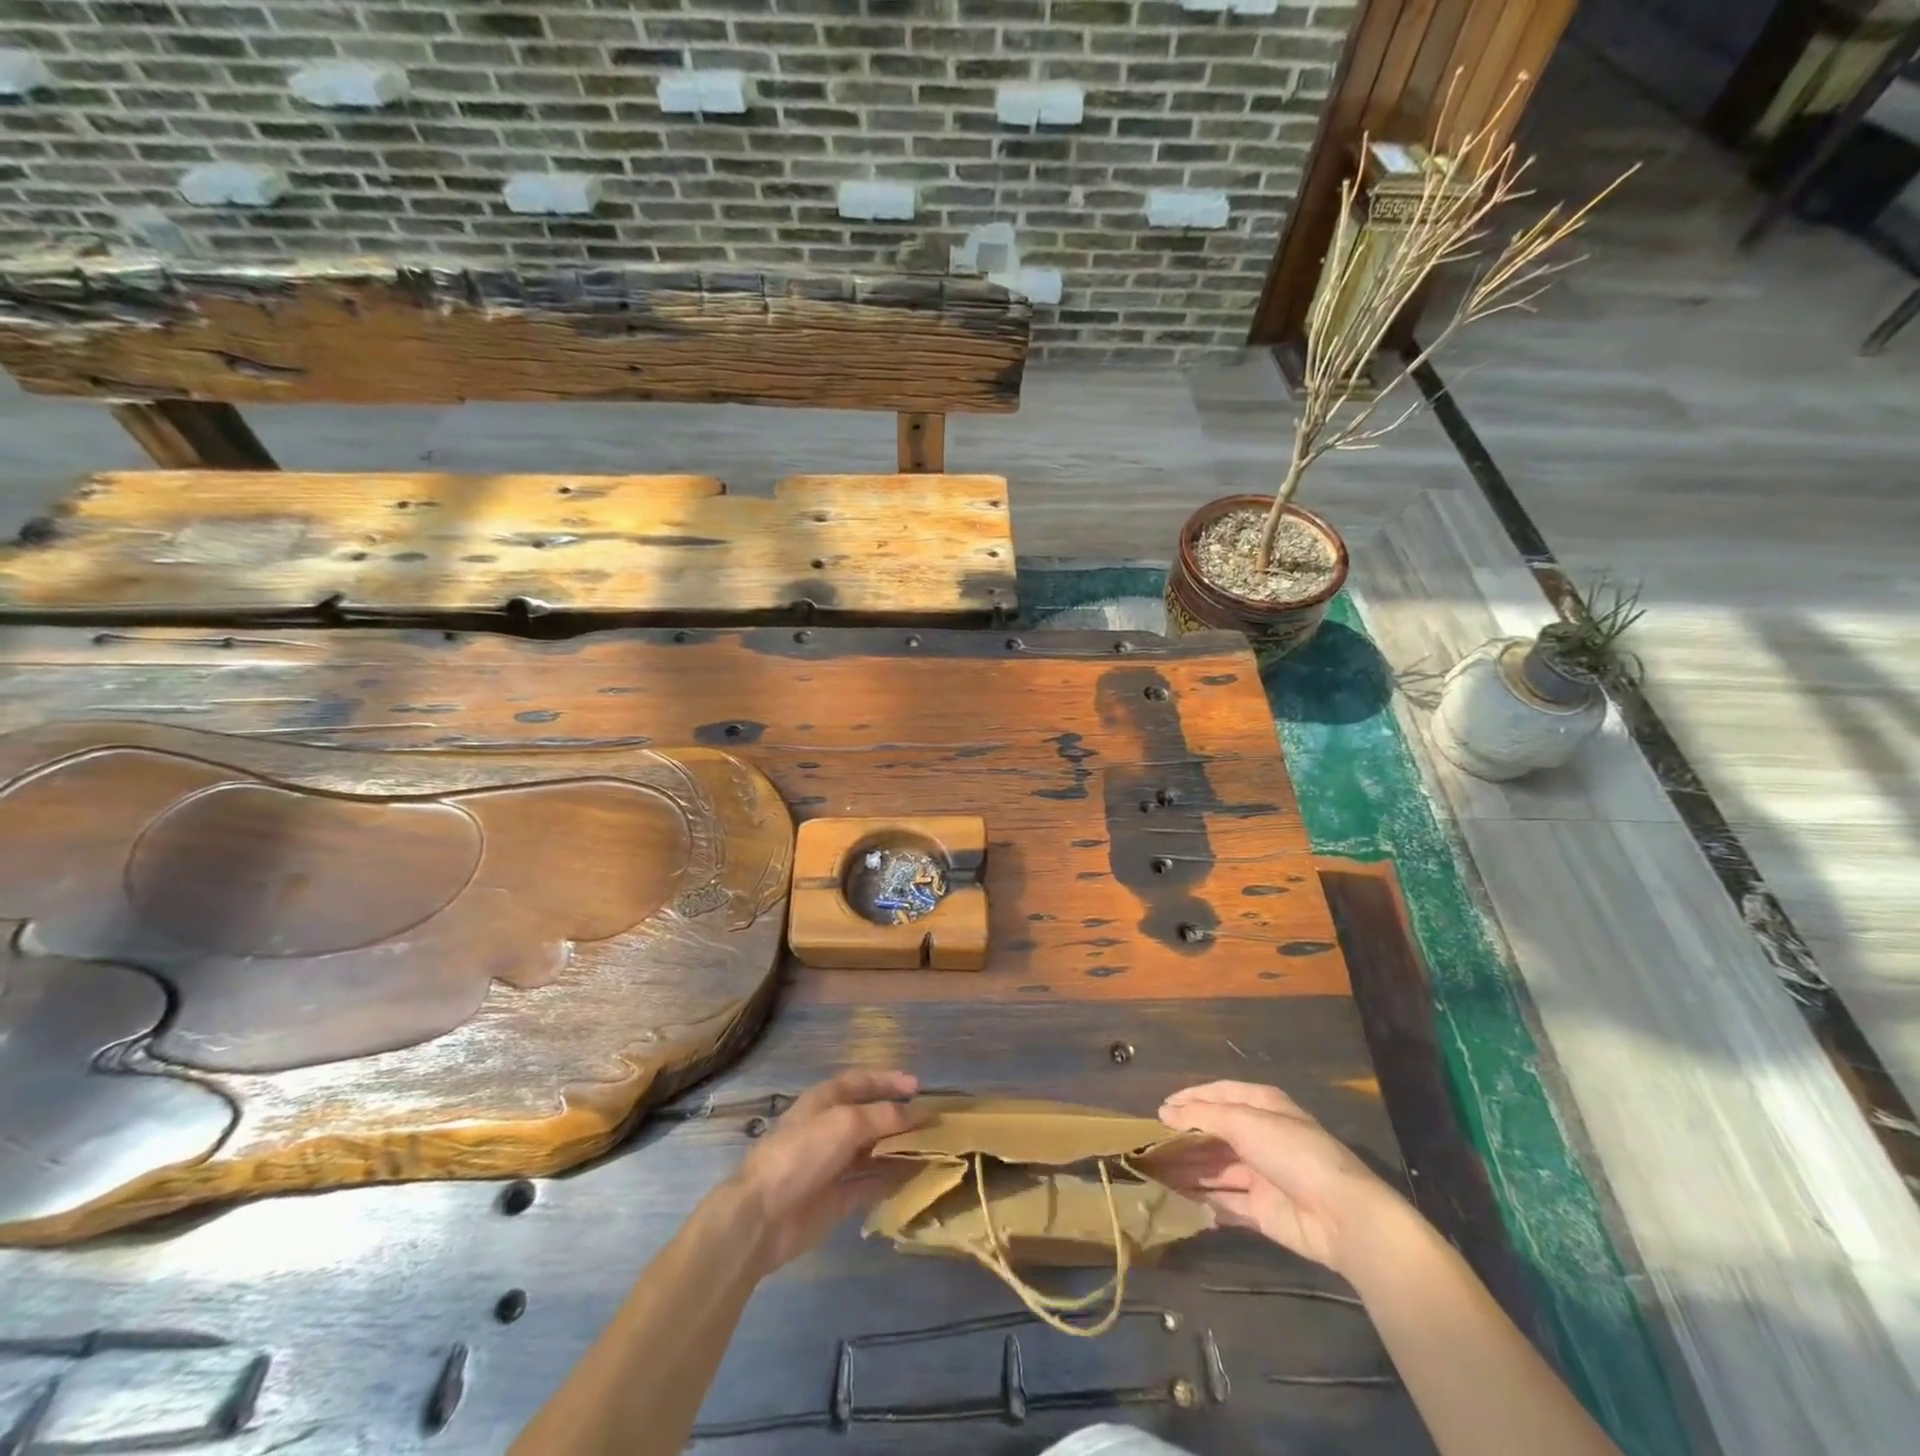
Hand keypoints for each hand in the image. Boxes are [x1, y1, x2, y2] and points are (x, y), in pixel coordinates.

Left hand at [722, 1069, 922, 1277]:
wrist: (763, 1215)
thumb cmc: (802, 1154)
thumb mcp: (846, 1123)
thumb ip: (884, 1116)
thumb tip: (918, 1113)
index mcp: (826, 1100)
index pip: (862, 1082)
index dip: (889, 1081)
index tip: (919, 1086)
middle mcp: (831, 1128)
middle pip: (871, 1117)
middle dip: (900, 1118)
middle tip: (933, 1123)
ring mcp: (834, 1164)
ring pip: (874, 1151)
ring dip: (900, 1149)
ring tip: (932, 1150)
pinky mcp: (837, 1198)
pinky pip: (871, 1183)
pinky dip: (892, 1180)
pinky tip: (915, 1179)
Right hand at [1155, 1081, 1402, 1273]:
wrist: (1342, 1216)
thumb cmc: (1292, 1153)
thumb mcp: (1244, 1123)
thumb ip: (1201, 1116)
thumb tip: (1164, 1111)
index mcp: (1262, 1107)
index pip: (1219, 1095)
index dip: (1190, 1099)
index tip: (1160, 1109)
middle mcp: (1261, 1137)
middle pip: (1215, 1135)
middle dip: (1184, 1139)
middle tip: (1149, 1146)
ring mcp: (1262, 1175)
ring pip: (1217, 1169)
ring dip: (1189, 1170)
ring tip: (1156, 1173)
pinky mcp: (1262, 1211)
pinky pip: (1227, 1202)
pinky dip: (1205, 1201)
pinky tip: (1179, 1201)